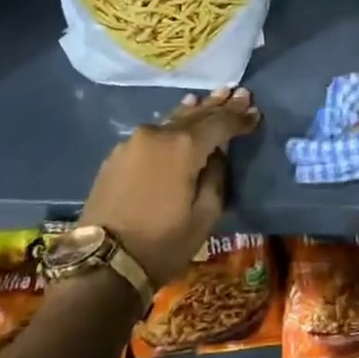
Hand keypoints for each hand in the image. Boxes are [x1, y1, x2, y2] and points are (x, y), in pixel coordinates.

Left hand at [79, 87, 258, 287]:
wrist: (102, 264)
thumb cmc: (162, 243)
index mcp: (183, 147)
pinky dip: (173, 125)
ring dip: (196, 110)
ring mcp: (134, 141)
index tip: (256, 112)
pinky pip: (154, 133)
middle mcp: (158, 134)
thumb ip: (216, 176)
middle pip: (196, 115)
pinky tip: (180, 119)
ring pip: (173, 120)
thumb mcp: (205, 216)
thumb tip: (216, 154)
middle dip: (220, 106)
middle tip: (241, 93)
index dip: (239, 117)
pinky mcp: (118, 154)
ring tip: (214, 97)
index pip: (219, 123)